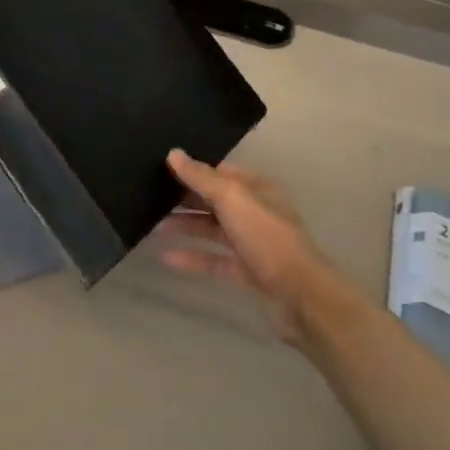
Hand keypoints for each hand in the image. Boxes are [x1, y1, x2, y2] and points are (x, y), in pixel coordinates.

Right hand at [157, 150, 340, 344]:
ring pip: (213, 230)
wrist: (299, 295)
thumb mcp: (233, 199)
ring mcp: (252, 244)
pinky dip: (193, 258)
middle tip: (150, 196)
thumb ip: (201, 178)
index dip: (194, 170)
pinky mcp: (246, 272)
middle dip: (186, 199)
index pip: (221, 172)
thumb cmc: (267, 237)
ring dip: (186, 227)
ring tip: (153, 225)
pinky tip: (166, 258)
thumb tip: (174, 154)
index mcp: (258, 189)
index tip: (162, 168)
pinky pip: (214, 260)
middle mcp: (256, 213)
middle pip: (215, 201)